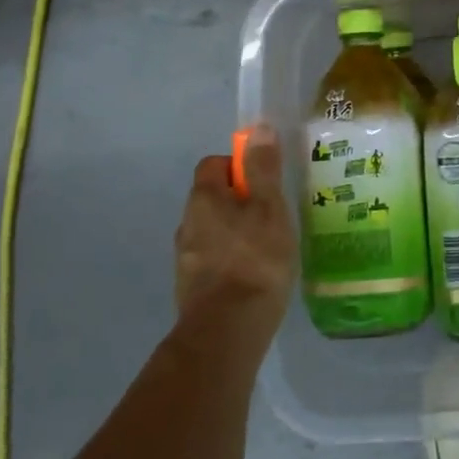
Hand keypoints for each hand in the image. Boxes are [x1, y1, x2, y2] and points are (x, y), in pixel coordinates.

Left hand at [174, 125, 296, 346]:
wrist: (227, 331)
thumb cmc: (255, 259)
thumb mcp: (269, 207)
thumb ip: (262, 169)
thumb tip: (257, 128)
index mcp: (203, 198)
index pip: (213, 164)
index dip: (238, 165)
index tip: (264, 182)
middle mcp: (187, 223)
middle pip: (212, 198)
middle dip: (239, 200)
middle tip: (272, 214)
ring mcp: (185, 258)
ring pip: (212, 230)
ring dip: (235, 232)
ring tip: (267, 247)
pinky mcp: (191, 288)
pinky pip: (213, 260)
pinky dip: (231, 260)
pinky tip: (253, 276)